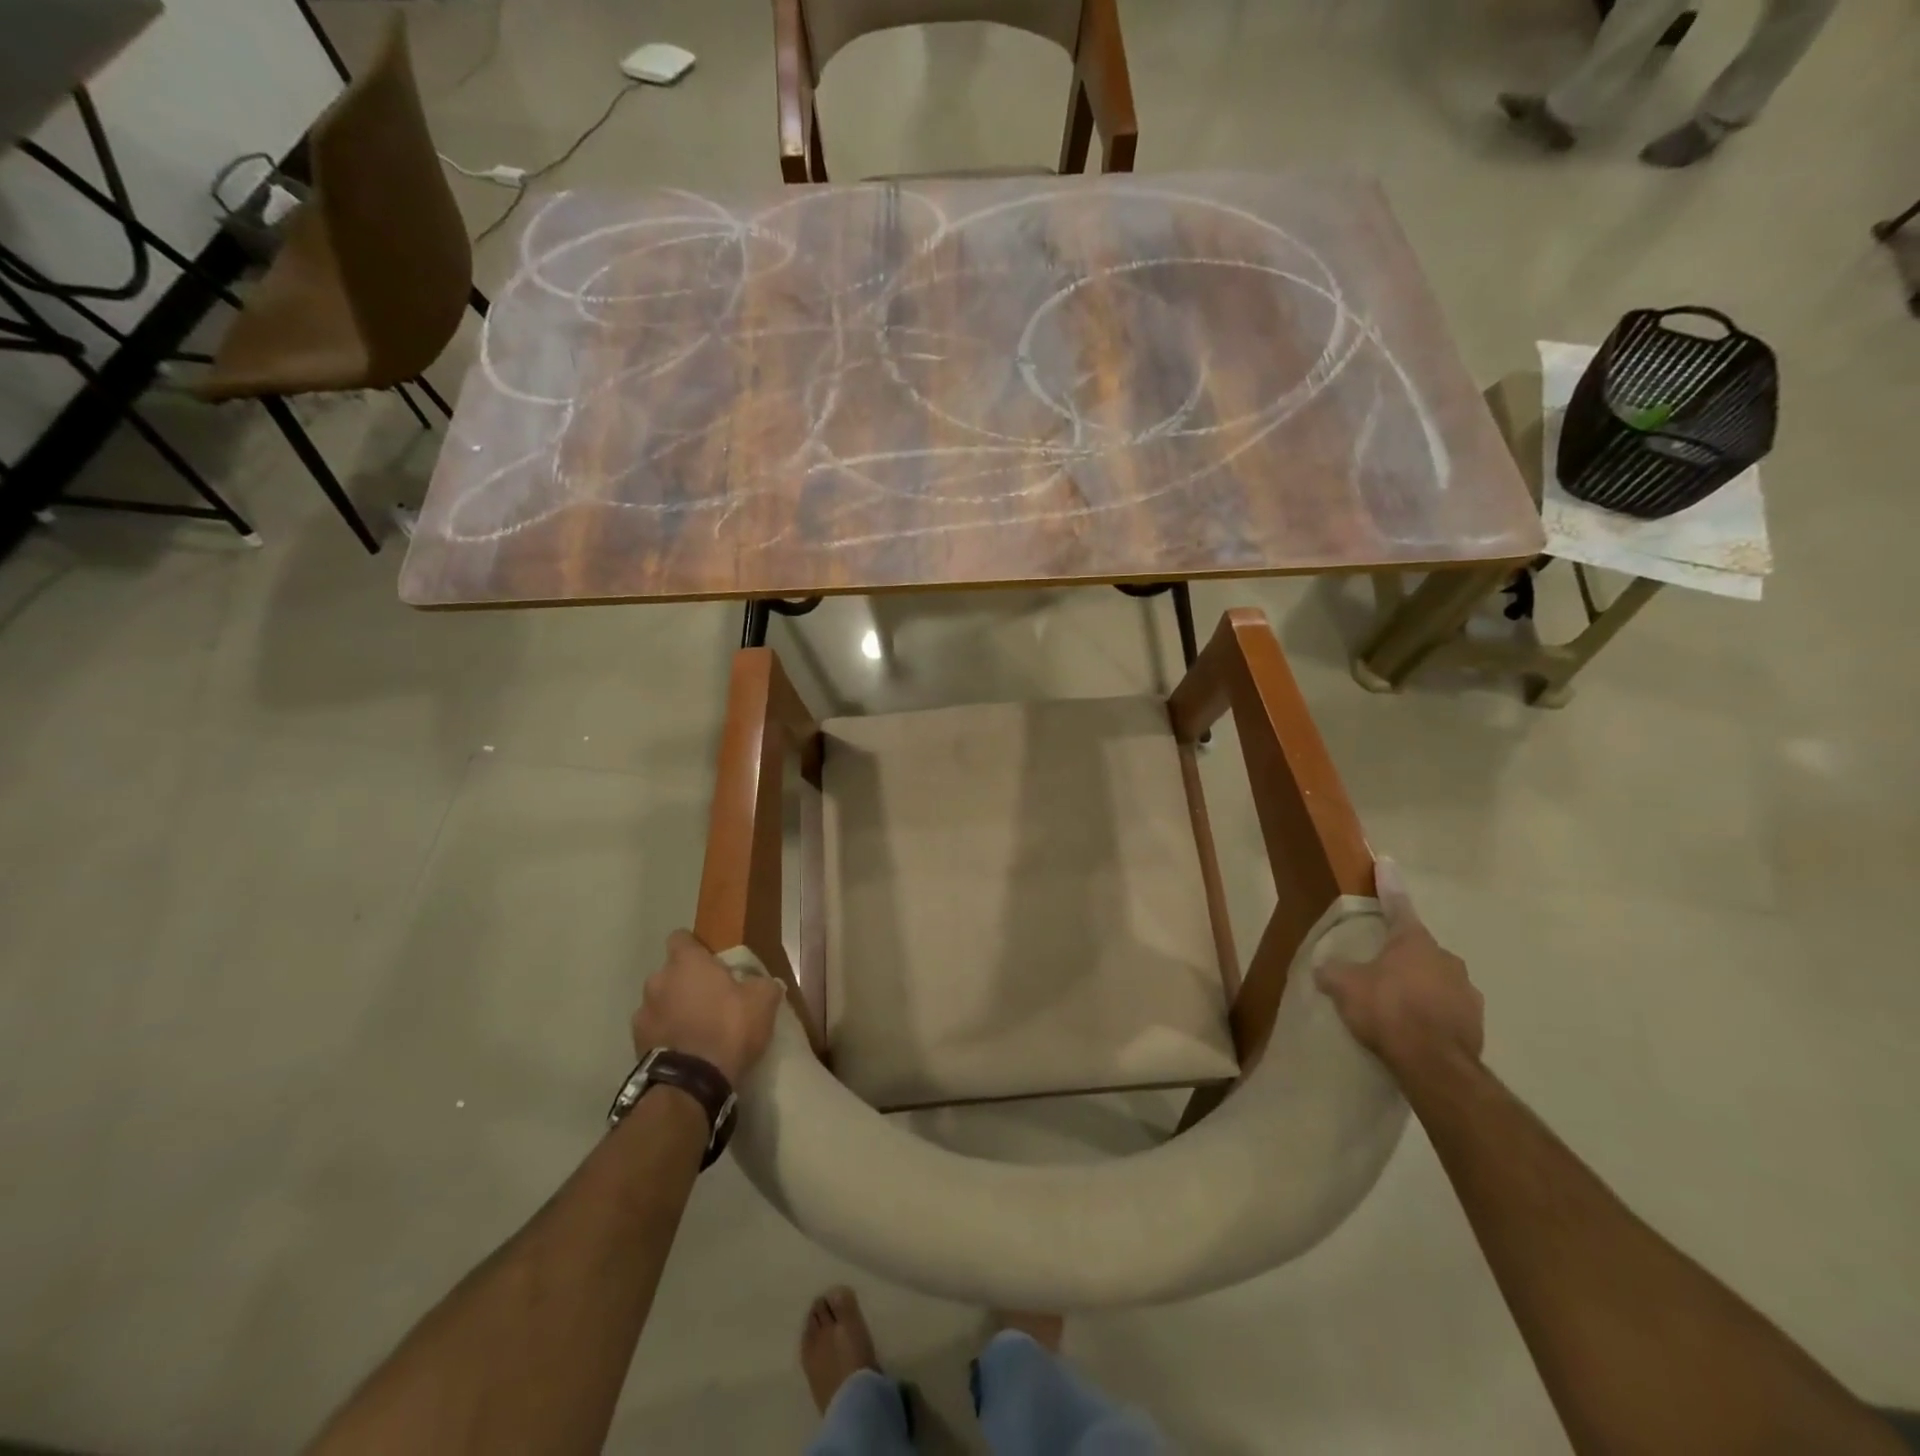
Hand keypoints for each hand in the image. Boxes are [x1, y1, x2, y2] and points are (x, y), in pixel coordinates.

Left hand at [631, 931, 784, 1085]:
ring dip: (673, 1008)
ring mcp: (642, 1012)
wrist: (691, 1083)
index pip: (681, 938)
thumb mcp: (762, 1001)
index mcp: (686, 962)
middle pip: (670, 972)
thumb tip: (766, 982)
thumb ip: (763, 984)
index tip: (711, 961)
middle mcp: (658, 980)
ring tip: (695, 1027)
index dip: (695, 947)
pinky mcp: (635, 1043)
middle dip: (685, 981)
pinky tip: (683, 1048)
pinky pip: (653, 1029)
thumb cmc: (728, 1028)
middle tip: (709, 997)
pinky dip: (665, 1035)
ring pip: (659, 1001)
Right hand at [1315, 859, 1483, 1070]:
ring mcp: (1466, 991)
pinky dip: (1432, 1012)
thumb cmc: (1387, 1010)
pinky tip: (1416, 1029)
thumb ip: (1333, 972)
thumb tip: (1323, 969)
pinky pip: (1447, 1008)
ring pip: (1436, 979)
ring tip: (1397, 1005)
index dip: (1388, 884)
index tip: (1386, 862)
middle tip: (1380, 970)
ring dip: (1419, 985)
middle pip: (1418, 948)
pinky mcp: (1475, 1022)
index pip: (1396, 904)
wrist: (1434, 1064)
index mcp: (1413, 942)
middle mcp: (1445, 958)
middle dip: (1401, 954)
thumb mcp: (1345, 987)